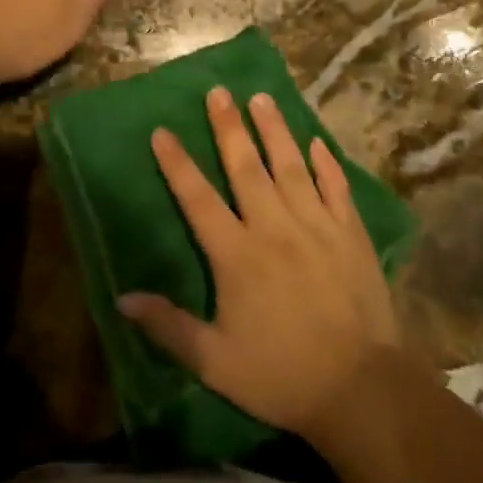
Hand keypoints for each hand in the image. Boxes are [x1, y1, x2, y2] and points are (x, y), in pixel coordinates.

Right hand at [119, 87, 400, 440]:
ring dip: (274, 130)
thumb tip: (122, 298)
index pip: (198, 199)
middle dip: (228, 127)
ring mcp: (317, 226)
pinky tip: (316, 141)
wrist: (360, 390)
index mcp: (237, 254)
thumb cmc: (280, 375)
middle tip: (218, 92)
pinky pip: (336, 188)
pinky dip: (326, 162)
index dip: (177, 164)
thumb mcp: (214, 362)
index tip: (162, 131)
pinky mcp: (351, 234)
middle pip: (246, 167)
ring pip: (291, 166)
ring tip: (261, 97)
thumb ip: (168, 326)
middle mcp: (274, 227)